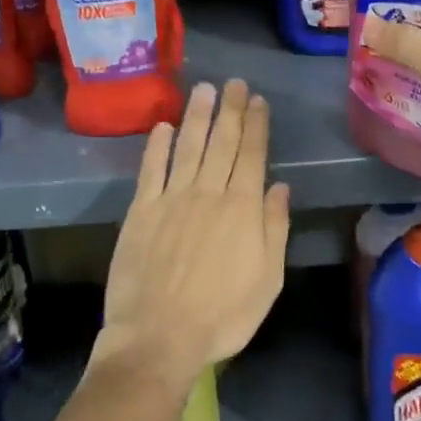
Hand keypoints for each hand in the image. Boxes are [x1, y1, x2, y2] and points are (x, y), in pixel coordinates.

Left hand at [98, 80, 291, 388]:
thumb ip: (274, 229)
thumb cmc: (223, 316)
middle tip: (235, 83)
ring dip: (197, 116)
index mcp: (242, 209)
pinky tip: (162, 127)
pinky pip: (151, 170)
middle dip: (231, 110)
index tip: (258, 101)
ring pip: (188, 147)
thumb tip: (279, 187)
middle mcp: (208, 193)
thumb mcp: (268, 280)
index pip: (252, 155)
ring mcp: (172, 199)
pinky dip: (157, 146)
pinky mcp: (141, 211)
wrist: (159, 337)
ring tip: (205, 90)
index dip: (256, 125)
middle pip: (221, 143)